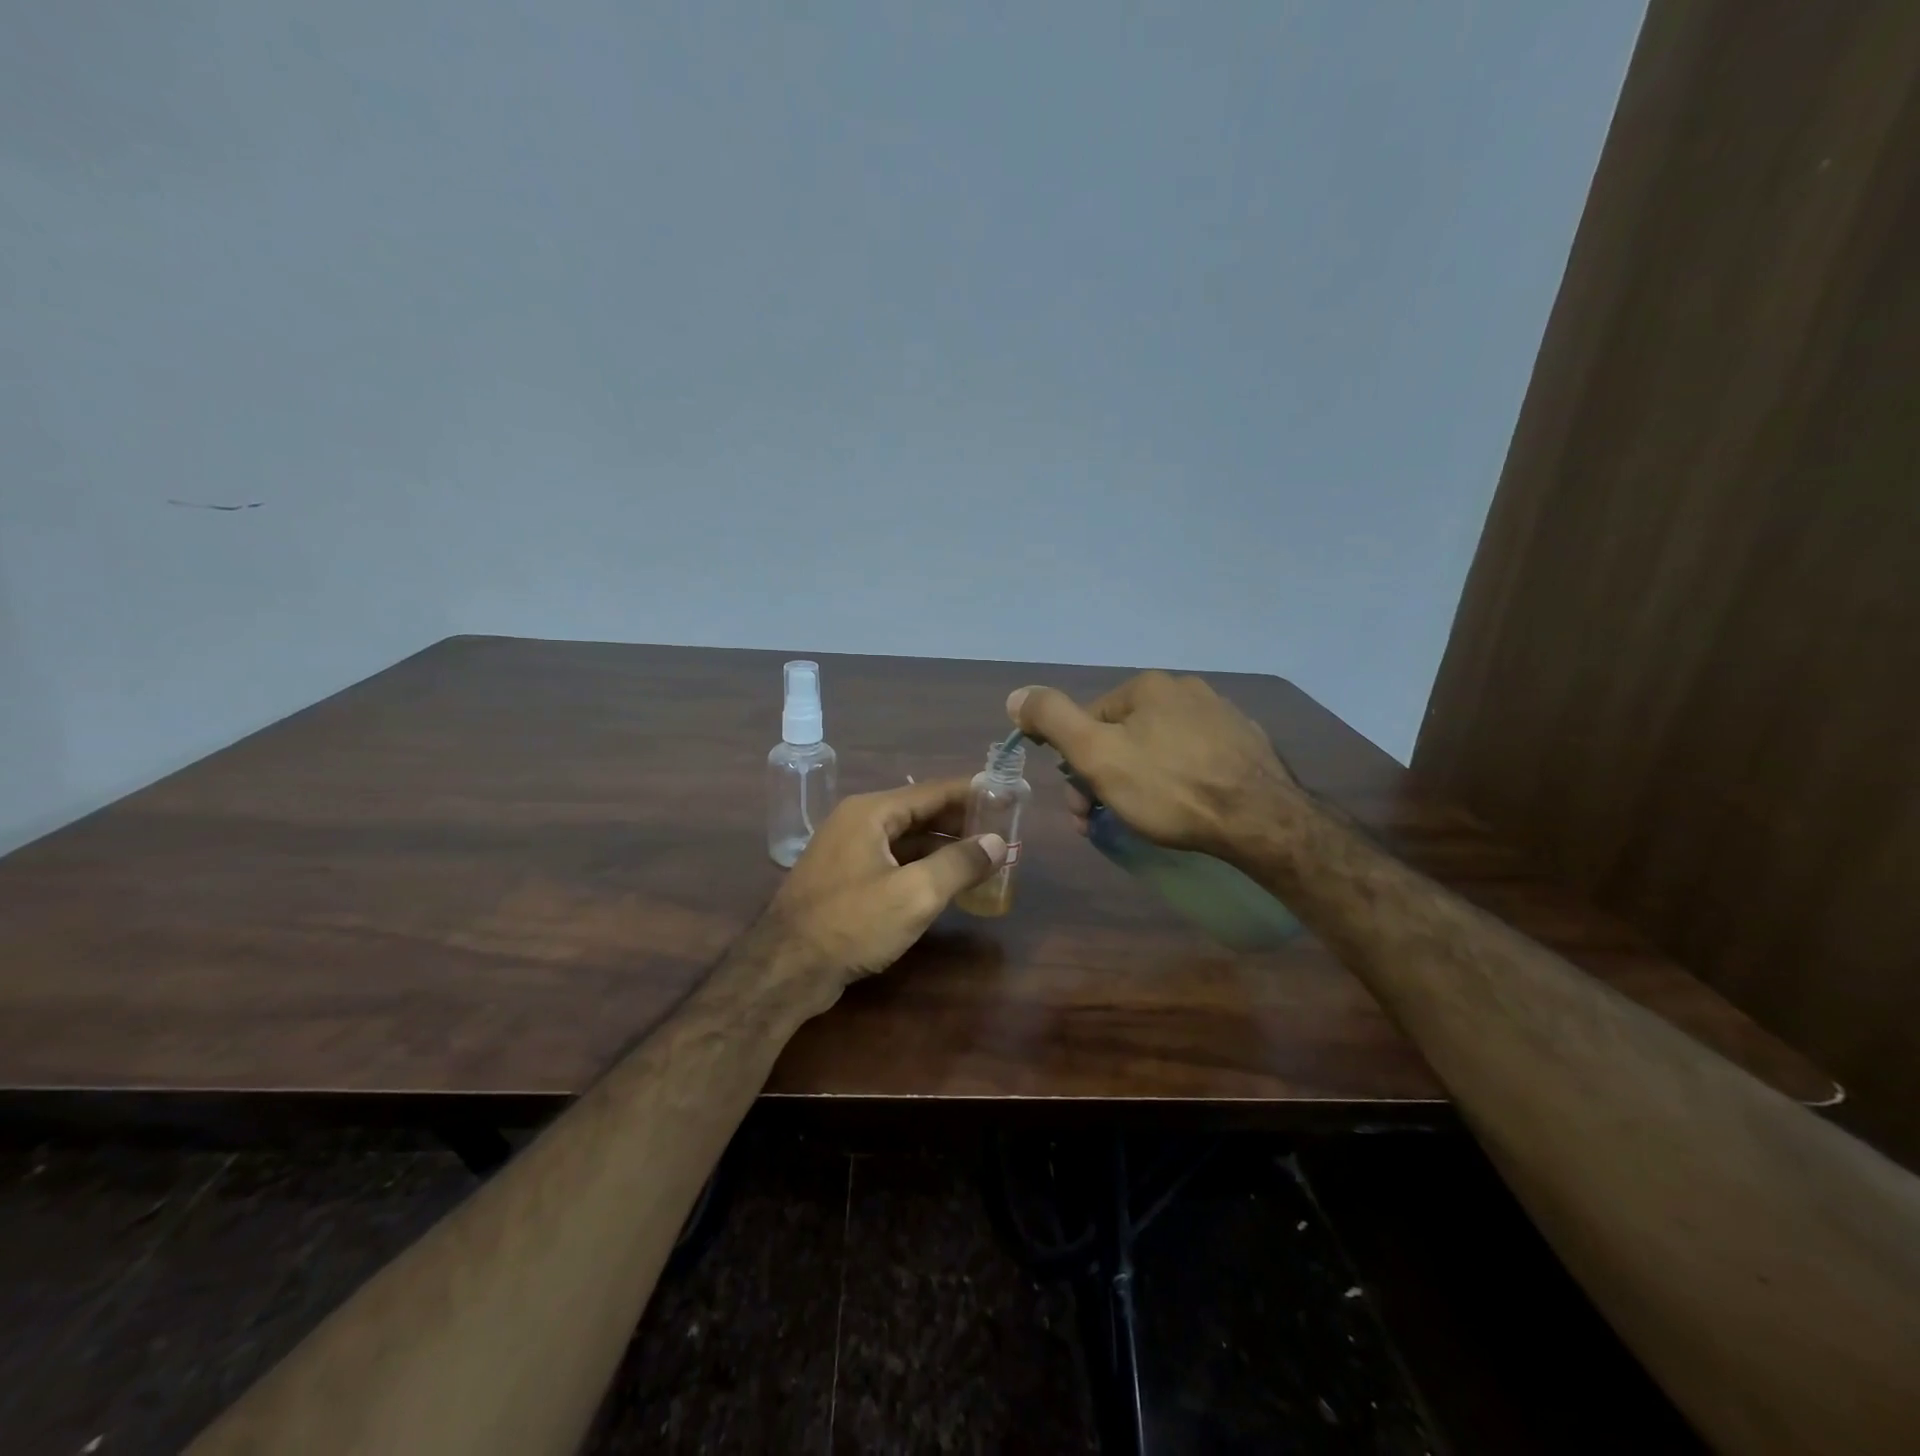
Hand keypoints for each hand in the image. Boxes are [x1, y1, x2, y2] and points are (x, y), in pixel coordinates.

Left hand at [766, 779, 1006, 997]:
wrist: (785, 970)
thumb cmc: (851, 923)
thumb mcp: (914, 894)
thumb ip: (959, 864)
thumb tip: (997, 843)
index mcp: (871, 812)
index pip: (932, 791)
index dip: (971, 793)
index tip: (1005, 796)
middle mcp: (857, 823)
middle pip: (919, 812)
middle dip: (960, 822)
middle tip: (1001, 831)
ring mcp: (847, 852)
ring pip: (906, 839)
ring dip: (943, 847)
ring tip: (982, 856)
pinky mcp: (845, 880)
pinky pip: (893, 861)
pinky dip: (922, 866)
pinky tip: (946, 882)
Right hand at [1008, 672, 1299, 857]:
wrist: (1260, 820)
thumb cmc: (1168, 788)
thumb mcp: (1095, 754)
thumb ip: (1052, 719)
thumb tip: (1016, 695)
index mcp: (1146, 686)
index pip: (1089, 723)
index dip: (1076, 768)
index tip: (1081, 811)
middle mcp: (1185, 688)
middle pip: (1124, 736)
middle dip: (1106, 778)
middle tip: (1106, 822)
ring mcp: (1221, 713)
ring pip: (1158, 747)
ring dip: (1139, 780)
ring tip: (1146, 819)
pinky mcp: (1246, 742)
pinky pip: (1195, 757)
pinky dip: (1179, 778)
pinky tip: (1186, 806)